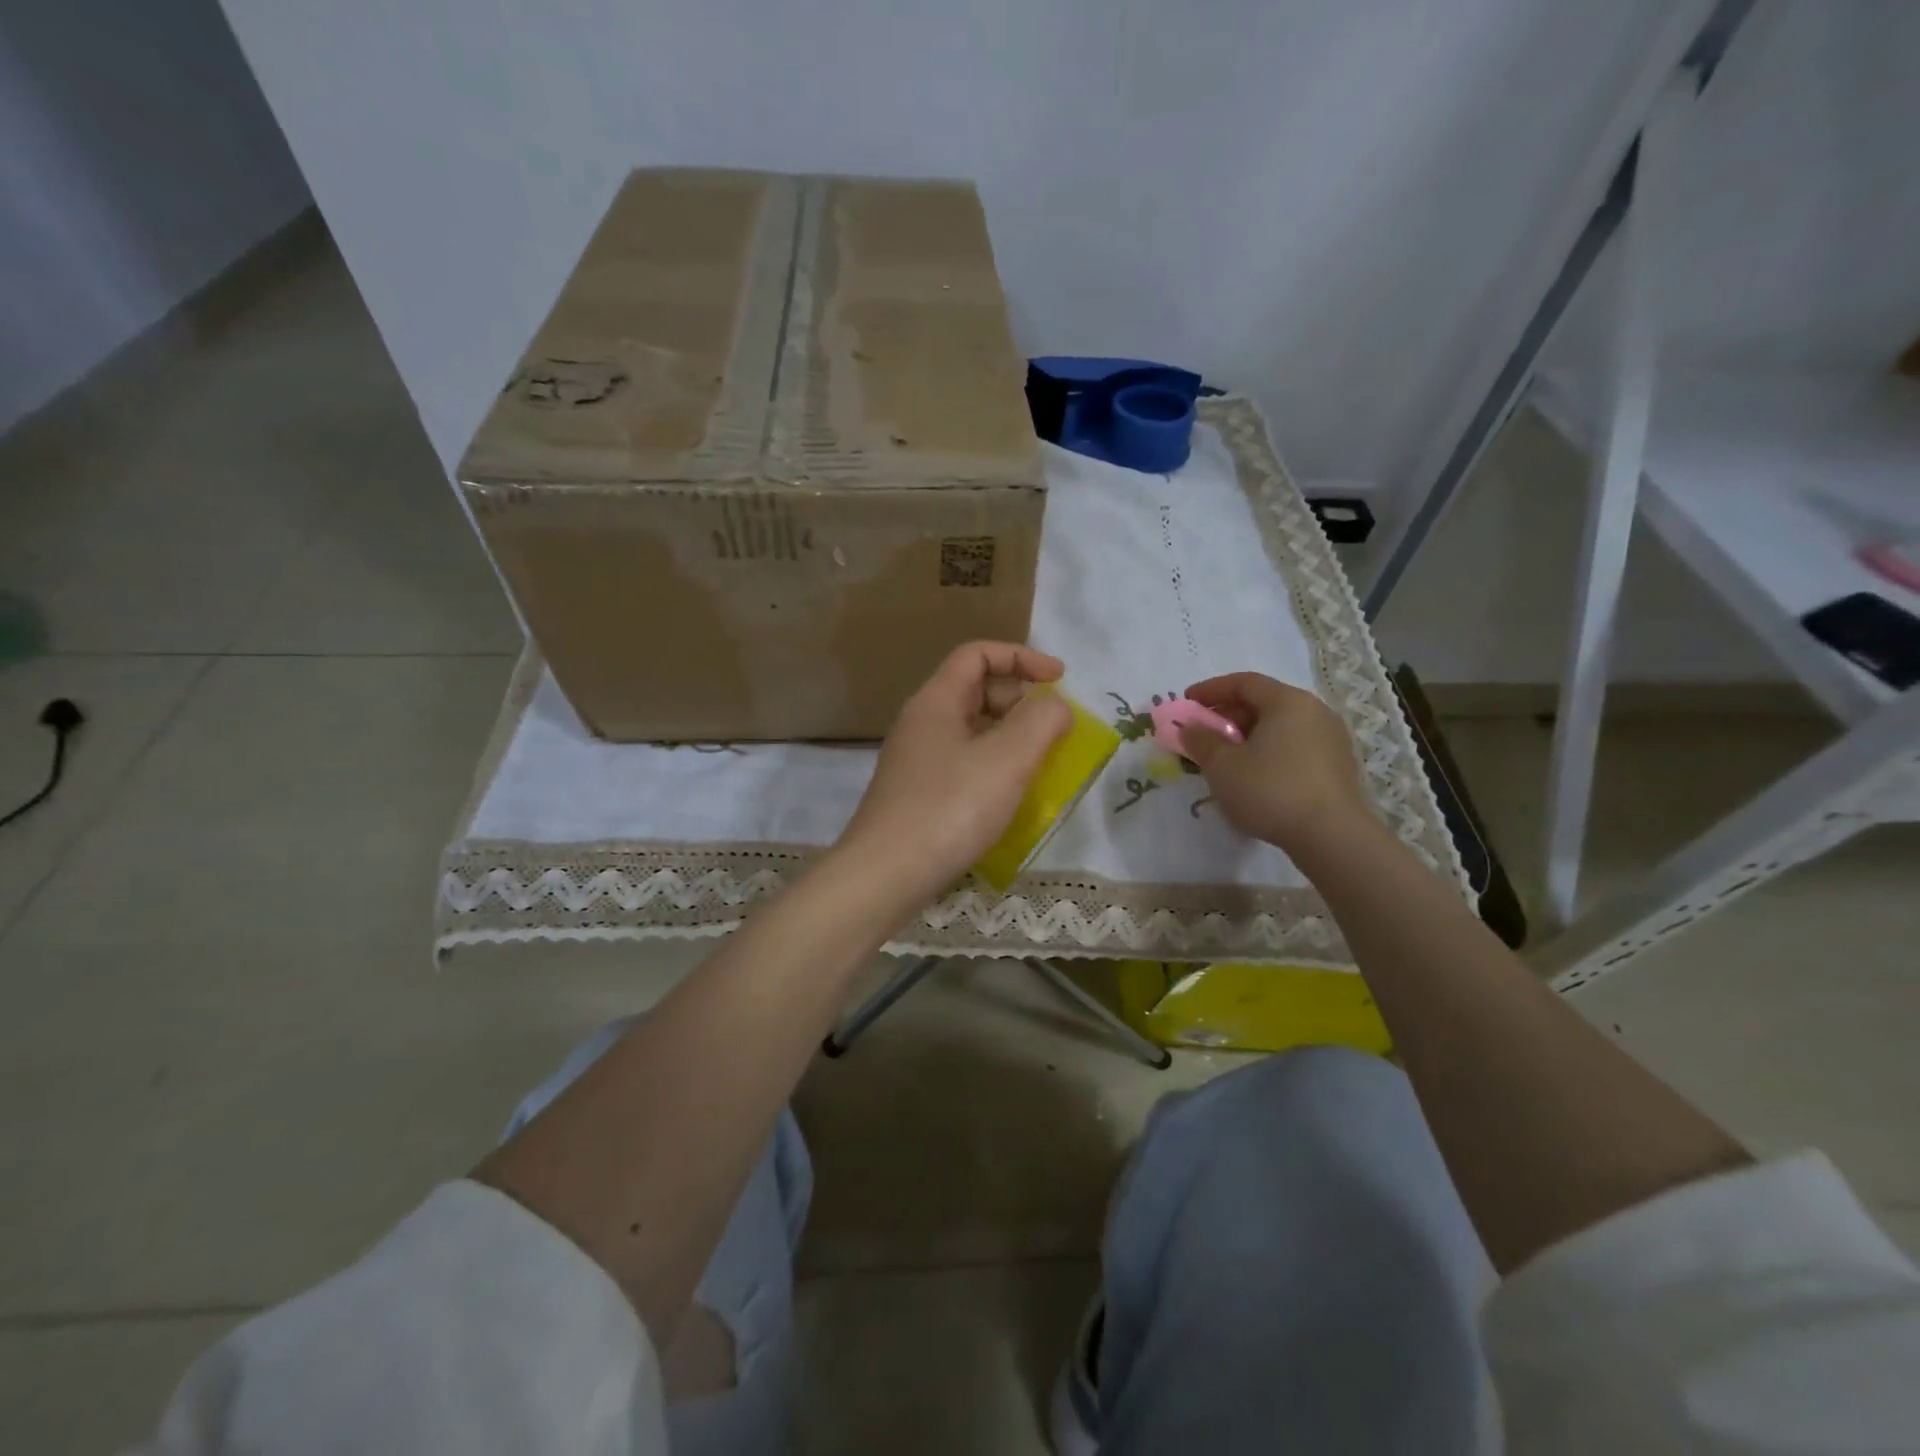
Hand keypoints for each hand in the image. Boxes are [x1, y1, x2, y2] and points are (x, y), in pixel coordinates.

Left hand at [838, 642, 1071, 899]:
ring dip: (1010, 738)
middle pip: (975, 690)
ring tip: (1041, 764)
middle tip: (1053, 730)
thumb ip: (1041, 722)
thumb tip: (1055, 707)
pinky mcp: (917, 795)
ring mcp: (915, 761)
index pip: (977, 654)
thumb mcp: (1006, 759)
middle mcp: (921, 723)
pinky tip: (1011, 797)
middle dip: (1020, 701)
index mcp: (936, 701)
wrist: (885, 875)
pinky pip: (963, 764)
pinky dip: (993, 768)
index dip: (1022, 657)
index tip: (1060, 680)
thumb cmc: (949, 808)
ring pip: (971, 731)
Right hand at [1180, 672, 1371, 854]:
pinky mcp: (1337, 767)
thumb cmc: (1270, 789)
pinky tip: (1255, 775)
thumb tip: (1190, 727)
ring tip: (1226, 757)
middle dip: (1229, 714)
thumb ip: (1201, 740)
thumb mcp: (1222, 765)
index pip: (1244, 682)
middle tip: (1204, 732)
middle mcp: (1315, 712)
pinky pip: (1295, 747)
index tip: (1187, 701)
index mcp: (1288, 702)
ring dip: (1249, 736)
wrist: (1331, 836)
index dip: (1211, 689)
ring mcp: (1331, 740)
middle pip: (1264, 702)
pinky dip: (1269, 752)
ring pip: (1281, 727)